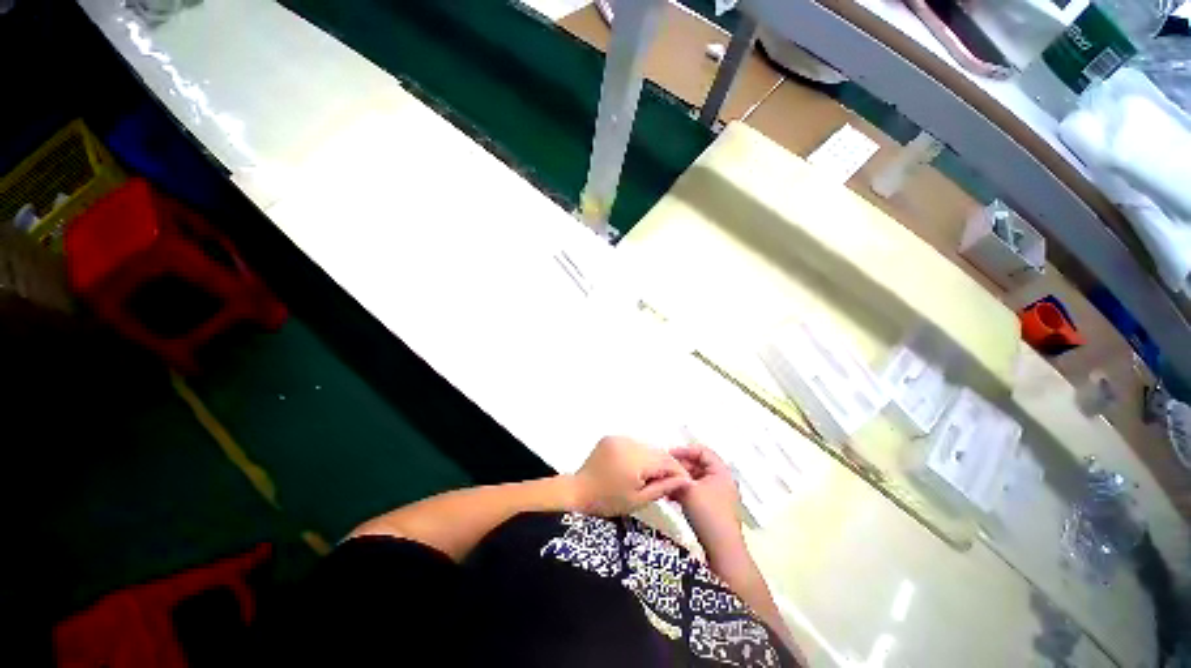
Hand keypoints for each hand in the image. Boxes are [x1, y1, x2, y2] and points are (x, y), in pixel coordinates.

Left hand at [571, 436, 690, 516]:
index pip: (665, 460)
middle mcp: (628, 443)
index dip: (678, 471)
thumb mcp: (639, 500)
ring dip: (653, 458)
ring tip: (652, 475)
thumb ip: (663, 488)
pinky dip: (640, 453)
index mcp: (635, 460)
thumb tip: (686, 480)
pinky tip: (637, 467)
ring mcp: (618, 437)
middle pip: (657, 451)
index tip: (685, 482)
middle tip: (670, 481)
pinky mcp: (611, 437)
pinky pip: (633, 443)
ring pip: (646, 446)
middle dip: (666, 465)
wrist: (579, 491)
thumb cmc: (609, 501)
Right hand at [670, 444, 745, 556]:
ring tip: (665, 483)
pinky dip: (684, 491)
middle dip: (680, 466)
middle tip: (664, 470)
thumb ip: (676, 476)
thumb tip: (667, 469)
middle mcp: (722, 480)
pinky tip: (671, 497)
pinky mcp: (713, 507)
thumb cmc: (707, 513)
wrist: (722, 547)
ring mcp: (718, 494)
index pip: (702, 451)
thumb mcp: (688, 490)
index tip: (668, 455)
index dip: (685, 450)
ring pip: (696, 479)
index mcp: (721, 471)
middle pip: (699, 464)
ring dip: (680, 480)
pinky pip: (697, 491)